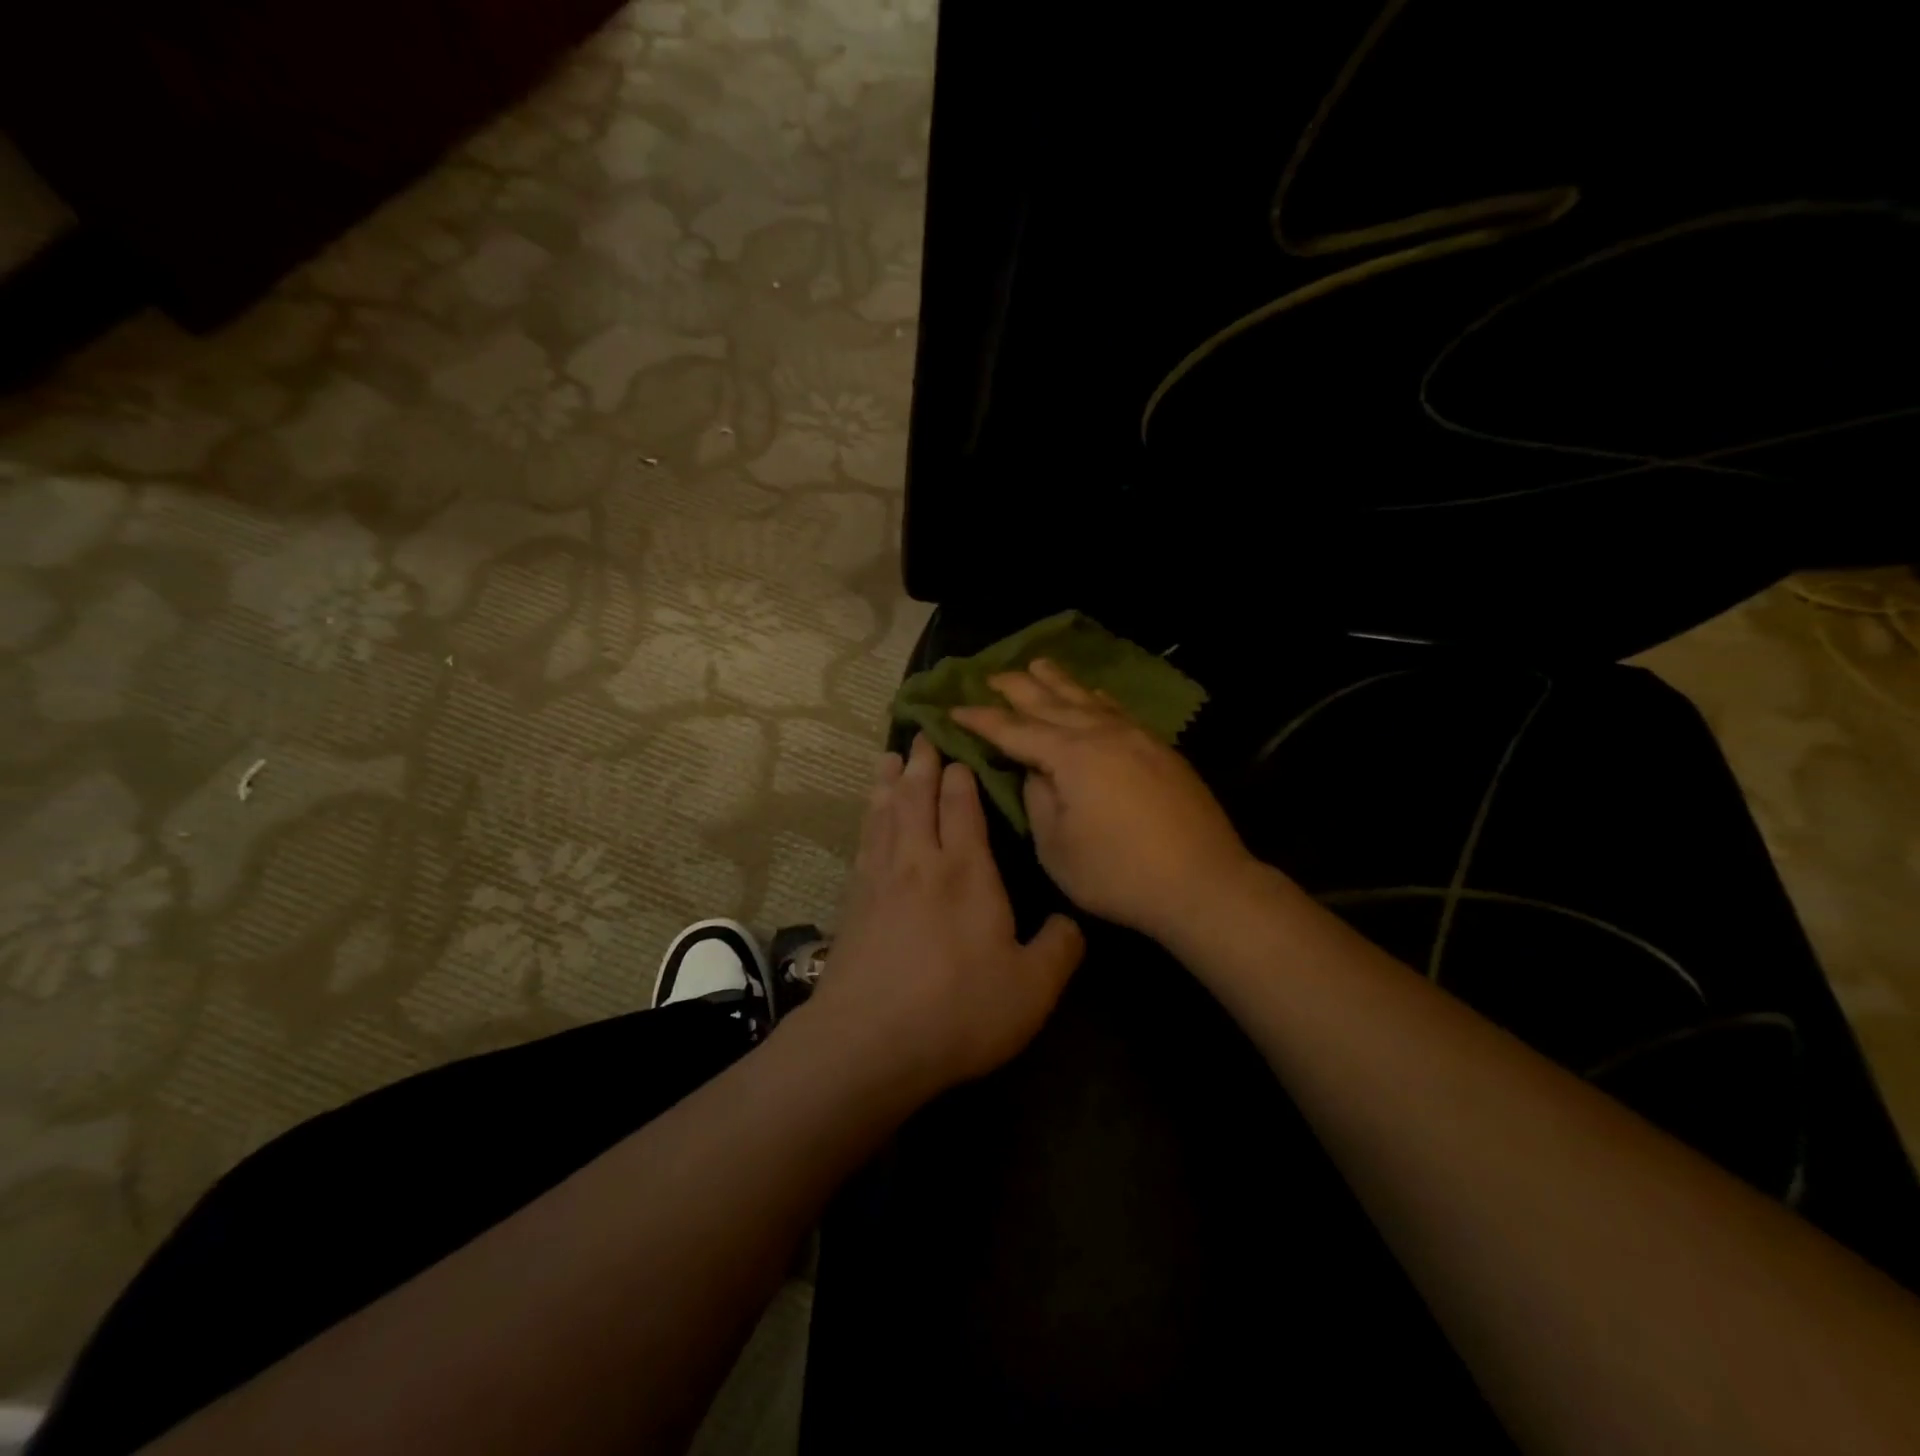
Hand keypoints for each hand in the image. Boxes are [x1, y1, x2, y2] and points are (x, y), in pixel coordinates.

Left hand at [806, 733, 1085, 1093]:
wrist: (870, 1042)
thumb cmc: (958, 1010)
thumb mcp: (1032, 988)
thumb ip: (1060, 949)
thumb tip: (1072, 923)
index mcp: (966, 870)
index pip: (961, 805)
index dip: (960, 776)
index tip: (960, 751)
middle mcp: (920, 861)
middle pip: (917, 797)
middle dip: (922, 763)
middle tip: (921, 735)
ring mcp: (880, 879)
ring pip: (885, 813)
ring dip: (888, 782)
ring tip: (889, 758)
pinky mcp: (853, 902)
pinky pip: (864, 842)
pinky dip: (868, 818)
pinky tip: (869, 818)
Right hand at [950, 659, 1255, 943]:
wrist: (1203, 883)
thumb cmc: (1119, 874)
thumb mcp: (1057, 848)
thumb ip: (1038, 801)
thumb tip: (1035, 771)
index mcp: (1071, 756)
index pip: (1014, 730)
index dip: (981, 720)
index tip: (952, 709)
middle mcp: (1102, 734)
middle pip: (1050, 702)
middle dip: (1017, 688)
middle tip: (990, 676)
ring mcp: (1136, 738)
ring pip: (1087, 699)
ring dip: (1057, 681)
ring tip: (1037, 664)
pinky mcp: (1159, 750)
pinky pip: (1116, 710)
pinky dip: (1095, 698)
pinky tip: (1091, 694)